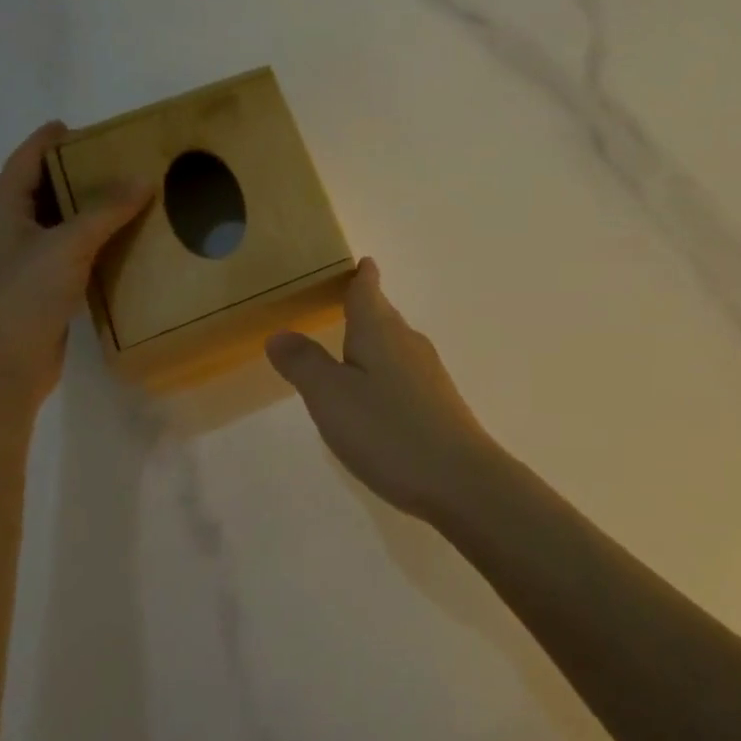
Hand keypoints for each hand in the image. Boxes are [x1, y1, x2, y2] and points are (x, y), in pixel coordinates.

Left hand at [0, 120, 152, 418]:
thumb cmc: (21, 297)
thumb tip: (143, 178)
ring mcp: (18, 264)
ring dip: (85, 209)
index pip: (23, 163)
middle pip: (39, 191)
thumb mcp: (66, 245)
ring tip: (126, 197)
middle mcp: (4, 232)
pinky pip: (66, 253)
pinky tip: (119, 244)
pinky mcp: (35, 290)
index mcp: (0, 212)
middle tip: (115, 160)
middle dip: (72, 173)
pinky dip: (90, 242)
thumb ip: (105, 210)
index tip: (72, 125)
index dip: (45, 141)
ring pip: (55, 224)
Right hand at [266, 258, 501, 523]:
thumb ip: (304, 363)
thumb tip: (281, 332)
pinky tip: (377, 394)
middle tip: (344, 300)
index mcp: (380, 331)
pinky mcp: (438, 402)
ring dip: (375, 340)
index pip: (368, 291)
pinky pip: (404, 372)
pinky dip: (386, 371)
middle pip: (384, 315)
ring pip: (395, 344)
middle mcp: (408, 342)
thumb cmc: (387, 429)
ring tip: (353, 345)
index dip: (363, 276)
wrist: (459, 478)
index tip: (363, 262)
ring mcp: (428, 373)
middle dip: (366, 306)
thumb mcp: (331, 397)